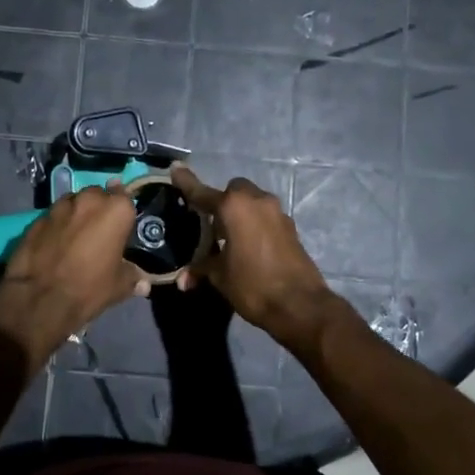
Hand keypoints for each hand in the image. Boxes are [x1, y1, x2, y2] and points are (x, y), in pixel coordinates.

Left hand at [0, 185, 146, 368]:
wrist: (40, 298)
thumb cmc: (90, 287)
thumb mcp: (119, 286)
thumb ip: (132, 277)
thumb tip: (144, 284)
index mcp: (115, 209)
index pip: (125, 197)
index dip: (123, 212)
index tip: (123, 225)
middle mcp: (88, 200)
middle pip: (97, 196)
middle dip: (99, 209)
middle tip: (100, 232)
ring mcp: (59, 207)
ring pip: (73, 203)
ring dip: (77, 215)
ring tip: (76, 237)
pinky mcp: (36, 219)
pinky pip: (53, 217)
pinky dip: (57, 226)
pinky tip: (55, 244)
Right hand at [170, 167, 338, 351]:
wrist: (299, 305)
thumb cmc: (252, 285)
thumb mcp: (220, 277)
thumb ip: (201, 269)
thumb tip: (183, 279)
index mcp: (234, 207)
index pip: (202, 192)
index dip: (186, 183)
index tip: (175, 168)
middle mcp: (257, 201)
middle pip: (233, 191)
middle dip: (220, 202)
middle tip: (209, 224)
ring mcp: (277, 213)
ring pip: (252, 202)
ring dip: (240, 213)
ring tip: (228, 238)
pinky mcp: (290, 228)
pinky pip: (265, 217)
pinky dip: (254, 224)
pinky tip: (248, 247)